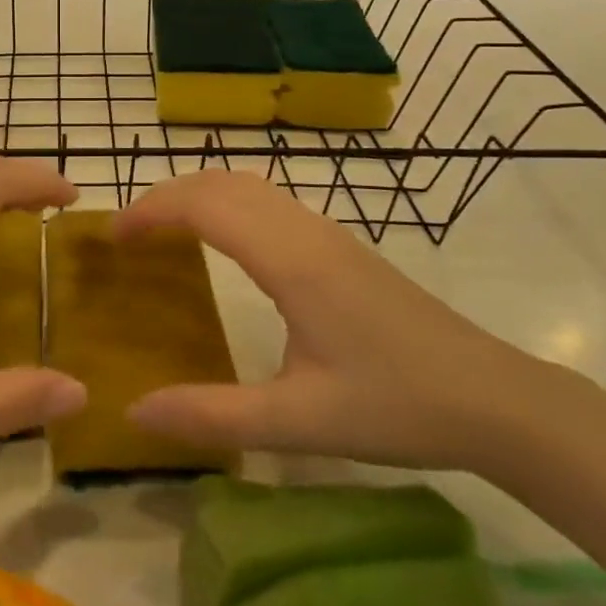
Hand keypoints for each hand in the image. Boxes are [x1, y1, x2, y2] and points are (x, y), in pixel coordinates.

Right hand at [115, 171, 549, 473]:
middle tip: (127, 232)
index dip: (151, 210)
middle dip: (166, 195)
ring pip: (248, 185)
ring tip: (162, 230)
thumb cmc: (397, 406)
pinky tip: (222, 241)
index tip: (112, 235)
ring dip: (198, 194)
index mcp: (291, 261)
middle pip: (221, 183)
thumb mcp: (300, 421)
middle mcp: (305, 231)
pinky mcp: (341, 245)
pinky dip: (227, 203)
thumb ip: (213, 416)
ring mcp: (327, 233)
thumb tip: (134, 412)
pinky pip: (268, 201)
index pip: (205, 206)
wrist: (493, 398)